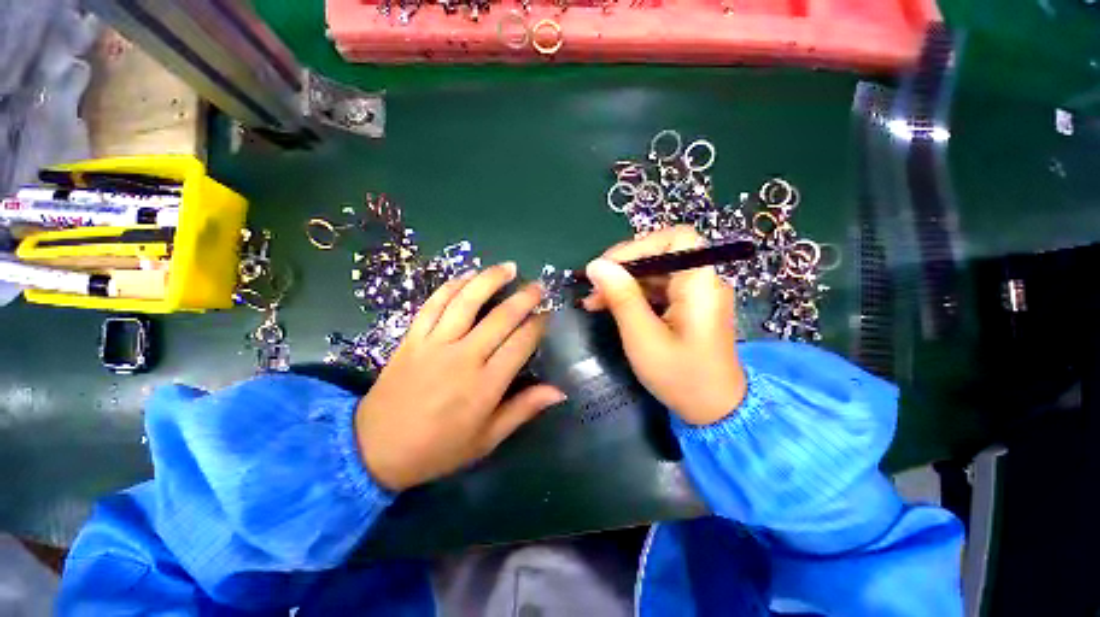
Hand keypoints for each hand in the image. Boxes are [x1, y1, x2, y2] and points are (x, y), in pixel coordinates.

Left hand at [356, 263, 565, 490]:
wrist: (375, 449)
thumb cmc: (439, 448)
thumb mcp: (487, 439)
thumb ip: (524, 410)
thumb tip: (559, 392)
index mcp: (486, 385)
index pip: (521, 343)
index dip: (538, 324)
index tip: (547, 314)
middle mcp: (463, 357)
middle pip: (500, 317)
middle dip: (524, 298)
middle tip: (538, 286)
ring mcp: (435, 343)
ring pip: (467, 301)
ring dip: (489, 280)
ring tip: (508, 267)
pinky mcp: (412, 338)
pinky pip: (433, 304)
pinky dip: (451, 286)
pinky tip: (467, 276)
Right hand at [582, 226, 745, 425]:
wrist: (715, 412)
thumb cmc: (681, 377)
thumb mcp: (643, 337)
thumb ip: (621, 298)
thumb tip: (596, 265)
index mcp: (701, 285)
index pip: (677, 238)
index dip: (641, 245)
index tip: (609, 266)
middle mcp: (703, 282)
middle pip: (662, 255)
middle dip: (624, 267)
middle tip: (593, 285)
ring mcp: (696, 295)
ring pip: (655, 273)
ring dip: (623, 282)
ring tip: (593, 300)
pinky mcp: (688, 308)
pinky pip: (658, 290)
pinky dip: (633, 295)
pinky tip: (610, 307)